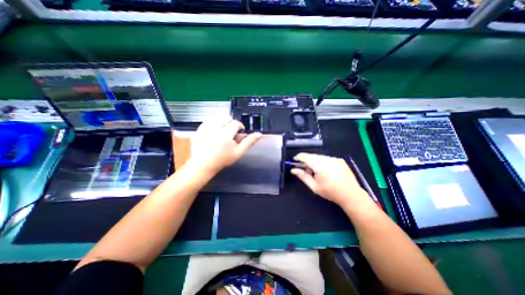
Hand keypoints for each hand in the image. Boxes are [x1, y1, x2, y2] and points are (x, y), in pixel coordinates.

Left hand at [188, 115, 261, 174]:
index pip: (236, 123)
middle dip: (231, 123)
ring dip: (222, 122)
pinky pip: (208, 120)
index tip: (239, 132)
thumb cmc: (223, 159)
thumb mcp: (239, 152)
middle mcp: (214, 129)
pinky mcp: (198, 129)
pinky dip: (213, 124)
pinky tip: (214, 132)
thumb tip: (259, 134)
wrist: (204, 164)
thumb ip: (249, 142)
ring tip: (222, 131)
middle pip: (226, 117)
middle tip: (230, 132)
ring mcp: (205, 128)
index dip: (240, 126)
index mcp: (225, 135)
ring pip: (217, 117)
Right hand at [291, 153, 367, 205]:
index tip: (294, 161)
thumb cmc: (330, 192)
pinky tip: (326, 171)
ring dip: (315, 162)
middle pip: (312, 156)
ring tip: (317, 172)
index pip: (305, 156)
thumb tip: (293, 170)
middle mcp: (327, 159)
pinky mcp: (340, 160)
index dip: (298, 157)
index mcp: (319, 165)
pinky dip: (322, 162)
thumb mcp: (314, 186)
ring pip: (319, 157)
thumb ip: (303, 176)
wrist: (351, 195)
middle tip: (306, 171)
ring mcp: (334, 158)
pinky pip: (327, 158)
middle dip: (307, 161)